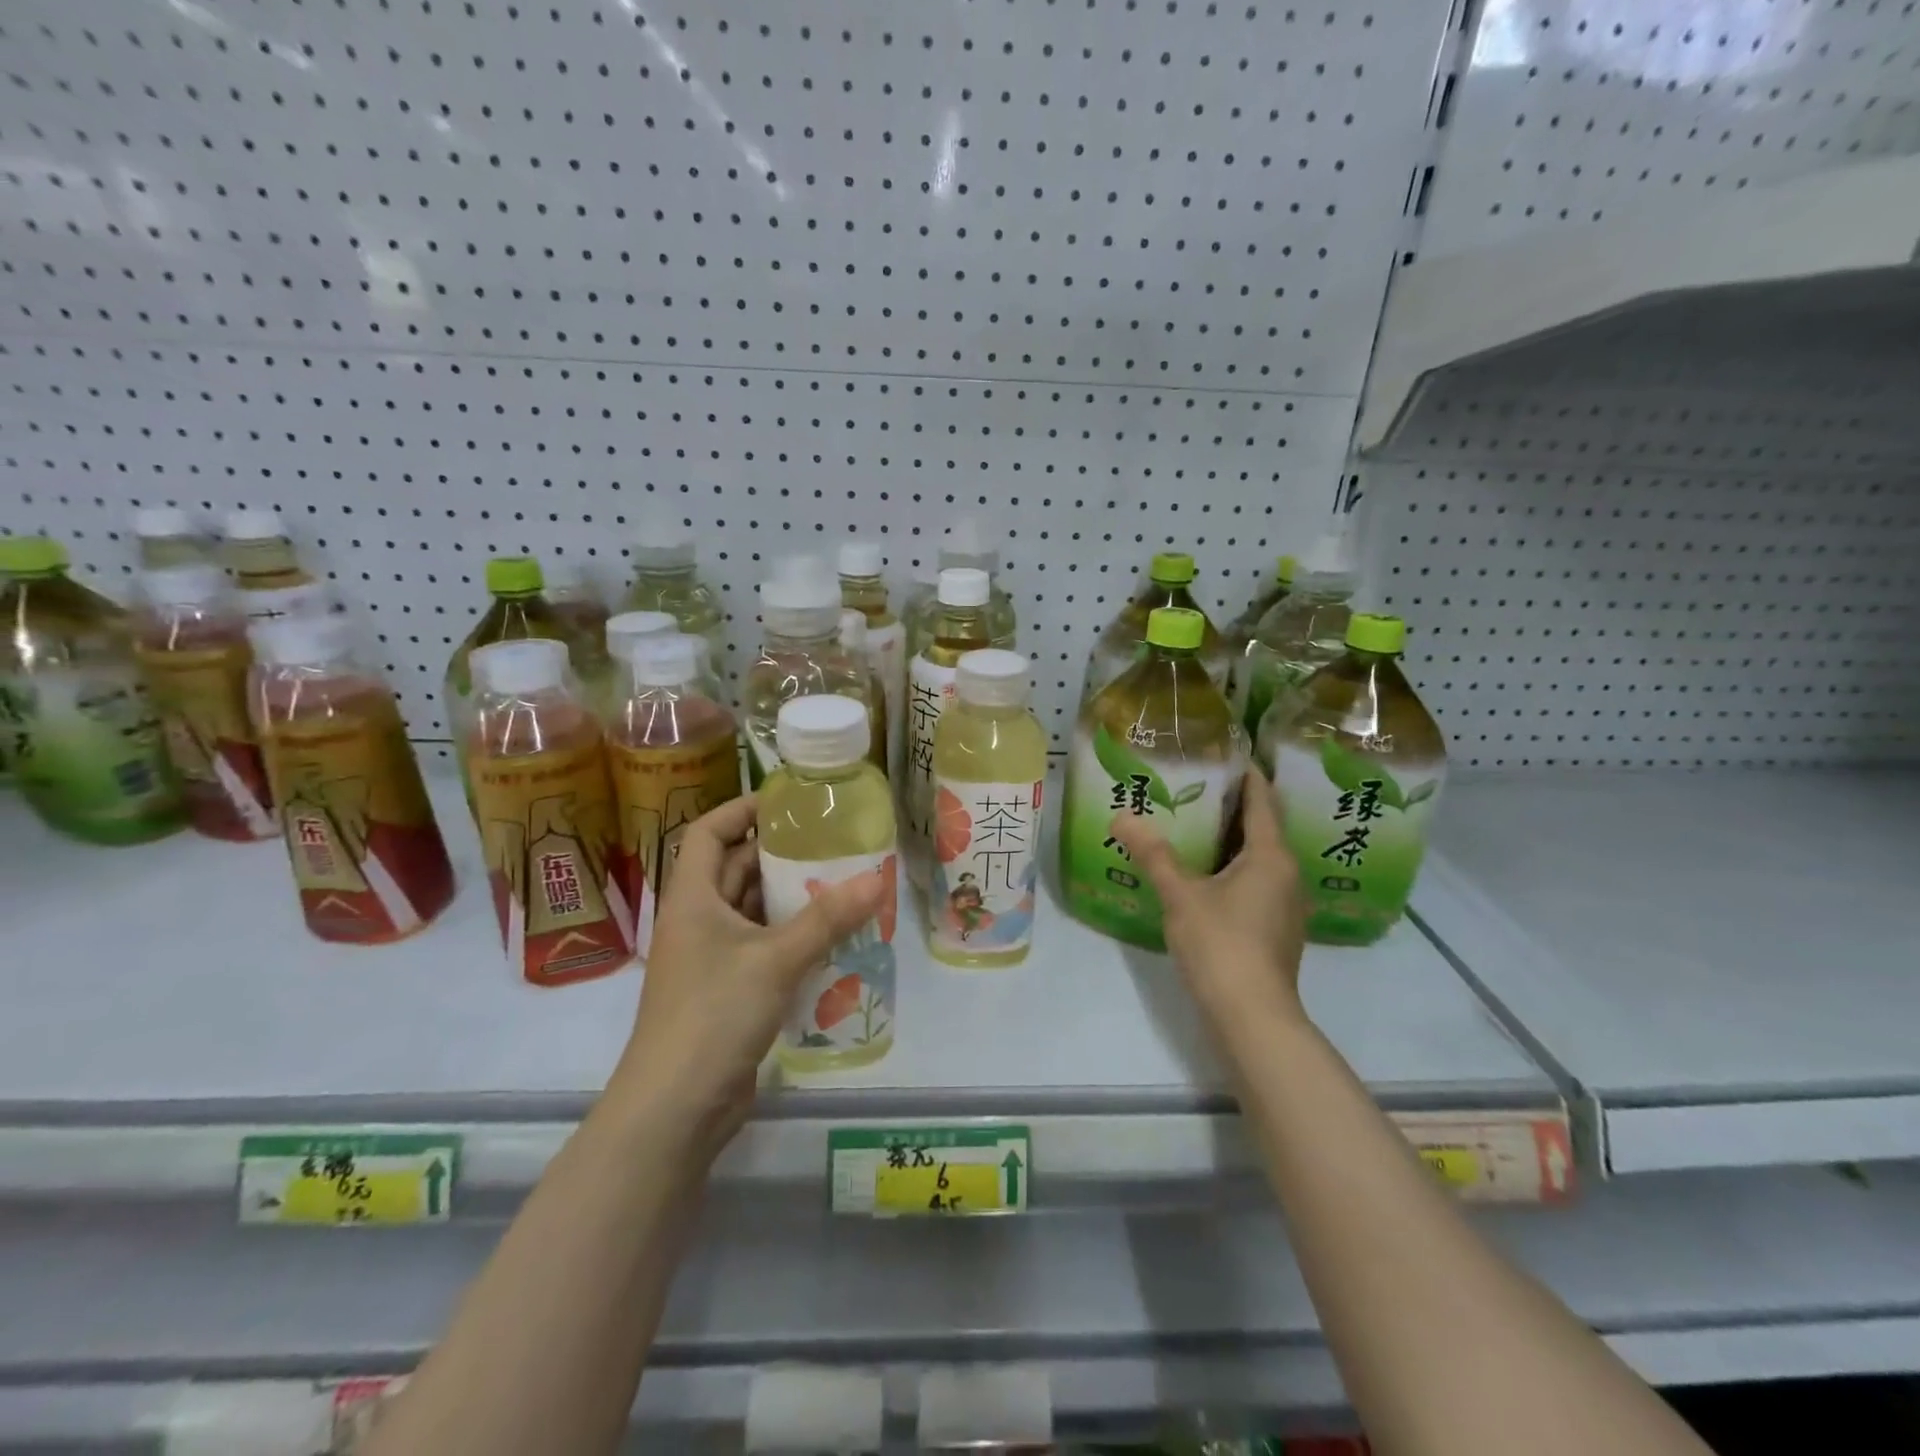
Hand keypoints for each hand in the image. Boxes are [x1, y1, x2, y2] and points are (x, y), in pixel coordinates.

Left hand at [613, 794, 886, 1151]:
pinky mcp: (727, 991)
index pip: (707, 833)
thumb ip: (826, 919)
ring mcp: (710, 959)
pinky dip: (791, 936)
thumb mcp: (774, 960)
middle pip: (734, 869)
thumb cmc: (712, 1015)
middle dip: (779, 853)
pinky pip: (762, 947)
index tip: (787, 803)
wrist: (673, 1110)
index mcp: (691, 898)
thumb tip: (877, 879)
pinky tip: (831, 936)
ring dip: (790, 897)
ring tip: (841, 882)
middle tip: (831, 841)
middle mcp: (697, 921)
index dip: (741, 810)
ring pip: (752, 910)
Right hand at [1109, 769, 1308, 1032]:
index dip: (1248, 776)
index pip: (1263, 801)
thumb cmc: (1221, 944)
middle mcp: (1287, 874)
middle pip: (1263, 828)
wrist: (1252, 1016)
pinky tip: (1206, 874)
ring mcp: (1286, 905)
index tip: (1227, 755)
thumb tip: (1122, 816)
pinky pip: (1257, 882)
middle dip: (1233, 807)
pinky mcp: (1277, 929)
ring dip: (1233, 840)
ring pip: (1260, 858)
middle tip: (1197, 786)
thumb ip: (1153, 854)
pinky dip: (1234, 868)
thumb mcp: (1180, 895)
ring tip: (1197, 826)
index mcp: (1272, 857)